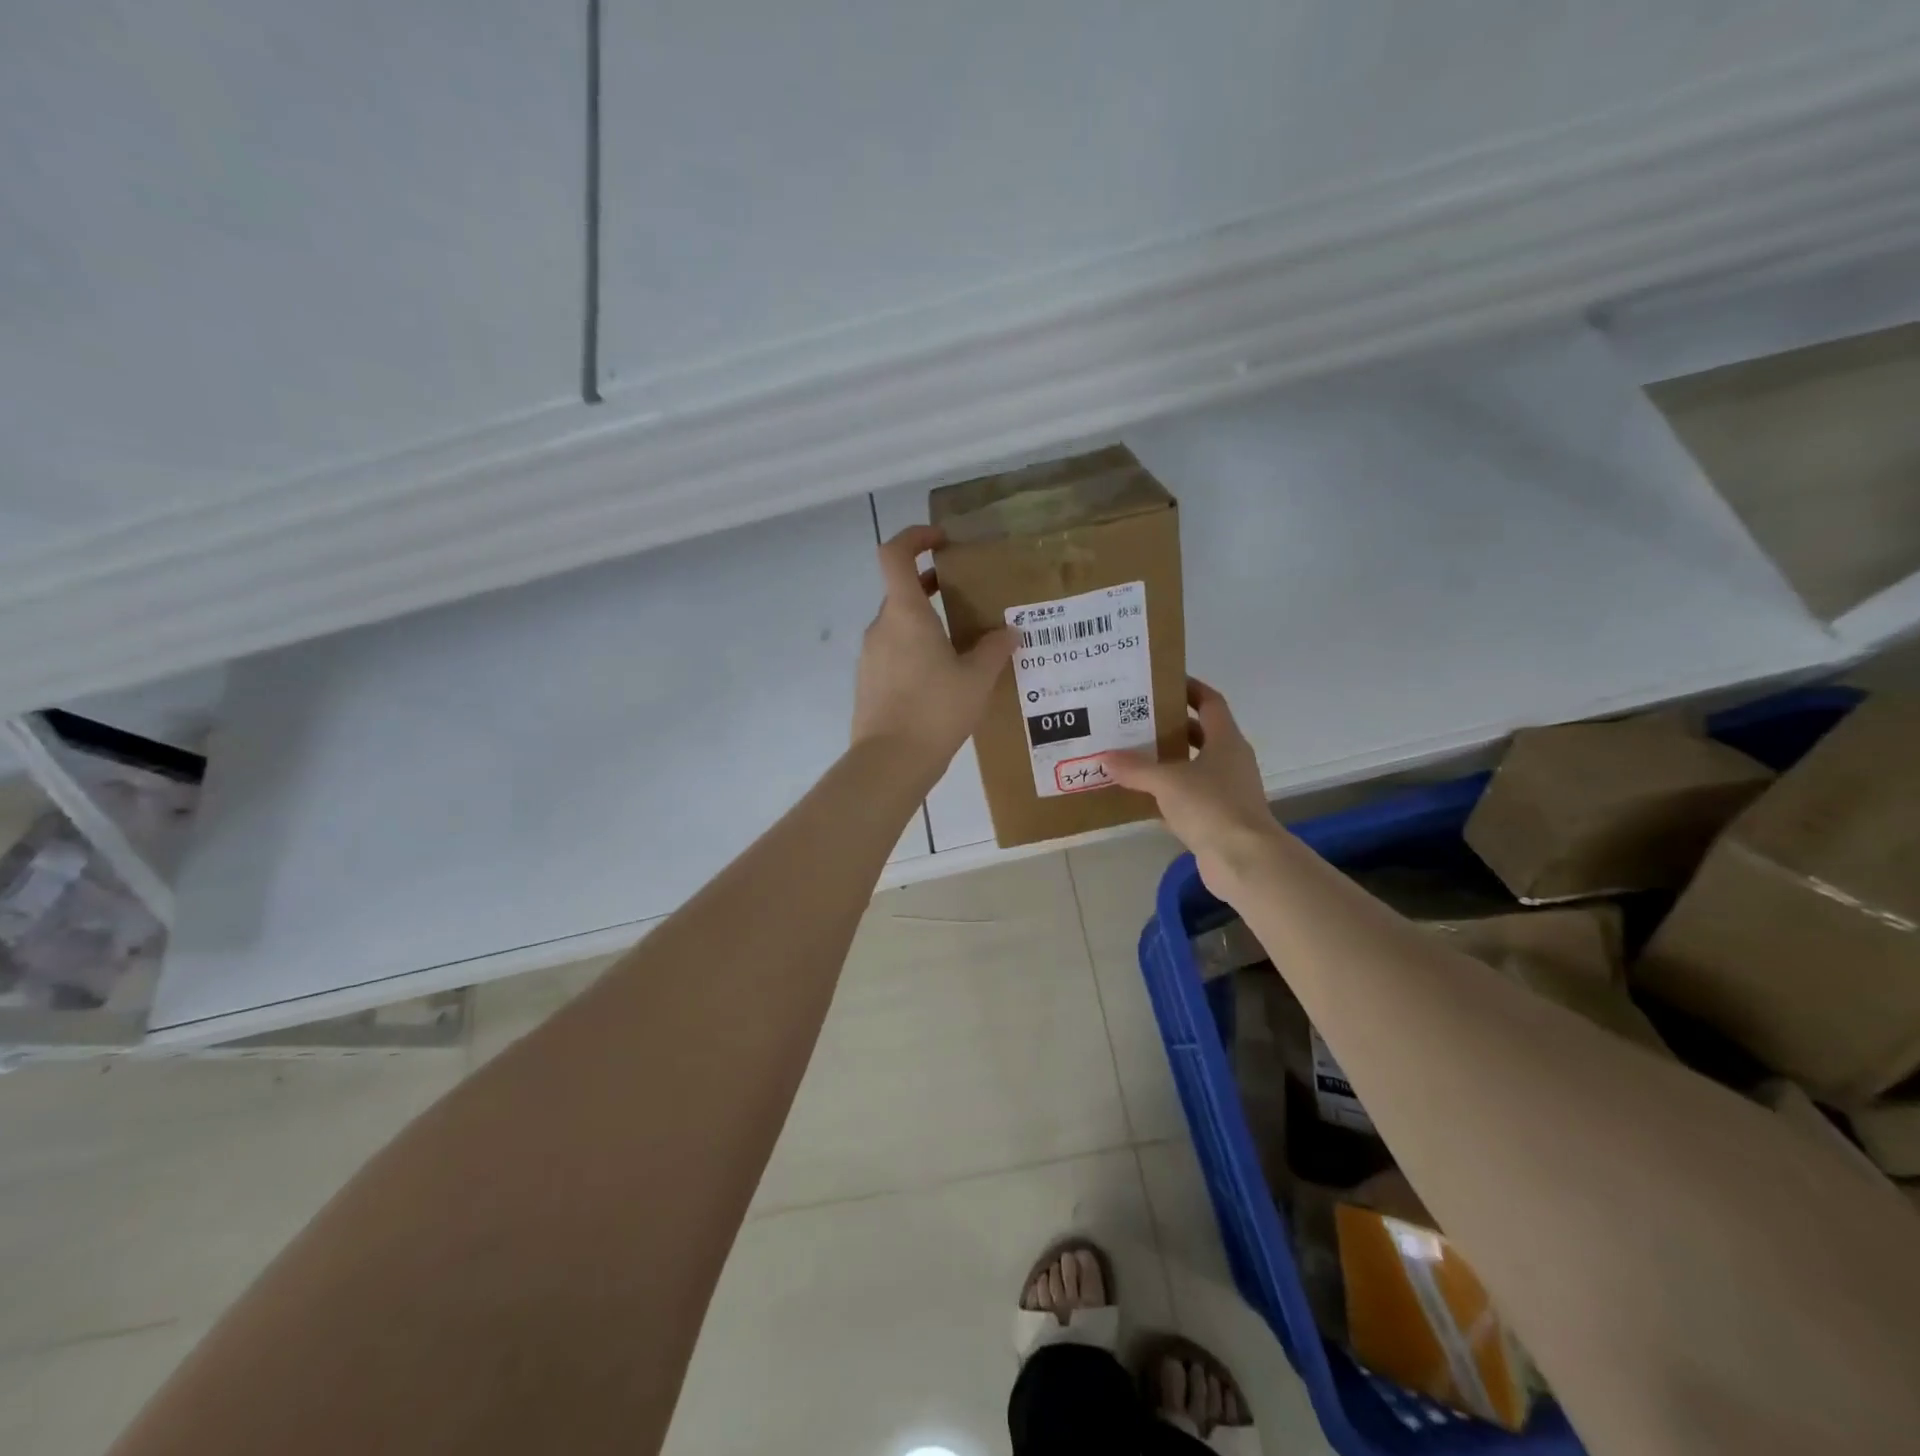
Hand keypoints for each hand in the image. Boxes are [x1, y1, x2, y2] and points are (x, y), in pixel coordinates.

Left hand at [852, 526, 1013, 779]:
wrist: (890, 762)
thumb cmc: (935, 711)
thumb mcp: (977, 679)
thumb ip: (995, 649)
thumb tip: (1010, 632)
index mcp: (905, 614)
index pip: (895, 554)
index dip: (914, 537)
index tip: (941, 541)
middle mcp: (881, 627)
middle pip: (902, 592)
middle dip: (931, 588)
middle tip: (966, 597)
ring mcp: (870, 656)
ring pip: (899, 626)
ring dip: (926, 624)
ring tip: (962, 644)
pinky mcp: (868, 682)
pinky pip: (894, 653)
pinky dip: (915, 651)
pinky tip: (943, 678)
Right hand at [1099, 679, 1282, 895]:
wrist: (1244, 860)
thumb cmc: (1211, 806)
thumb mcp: (1168, 782)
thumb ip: (1136, 768)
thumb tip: (1106, 757)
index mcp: (1226, 740)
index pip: (1210, 703)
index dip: (1190, 689)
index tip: (1163, 682)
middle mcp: (1230, 761)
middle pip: (1199, 734)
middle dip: (1170, 726)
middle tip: (1135, 719)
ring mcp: (1226, 791)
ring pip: (1192, 767)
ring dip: (1166, 762)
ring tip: (1130, 754)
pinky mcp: (1217, 818)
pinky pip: (1188, 798)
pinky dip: (1166, 795)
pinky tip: (1139, 795)